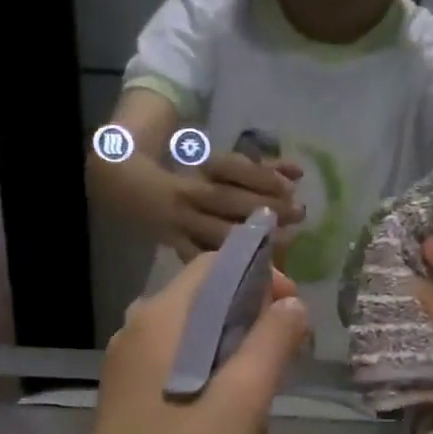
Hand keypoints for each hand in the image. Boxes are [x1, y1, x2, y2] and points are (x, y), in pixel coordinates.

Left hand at [74, 253, 310, 433]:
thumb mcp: (242, 397)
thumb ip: (272, 342)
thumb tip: (293, 304)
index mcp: (163, 315)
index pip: (215, 264)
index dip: (260, 274)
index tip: (291, 308)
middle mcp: (139, 323)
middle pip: (203, 291)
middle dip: (250, 306)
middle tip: (285, 344)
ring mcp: (128, 354)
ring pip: (190, 323)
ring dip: (232, 334)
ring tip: (263, 370)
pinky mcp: (127, 382)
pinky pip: (175, 349)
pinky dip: (208, 354)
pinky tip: (225, 393)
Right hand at [158, 153, 305, 259]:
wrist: (135, 192)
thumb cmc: (187, 174)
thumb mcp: (220, 164)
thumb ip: (260, 168)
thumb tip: (298, 172)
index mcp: (199, 168)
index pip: (232, 167)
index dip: (262, 176)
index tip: (292, 185)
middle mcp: (188, 195)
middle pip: (227, 200)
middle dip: (265, 207)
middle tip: (298, 214)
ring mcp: (181, 224)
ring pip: (217, 233)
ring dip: (253, 239)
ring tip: (286, 240)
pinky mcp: (176, 249)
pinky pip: (202, 259)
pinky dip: (228, 265)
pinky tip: (256, 269)